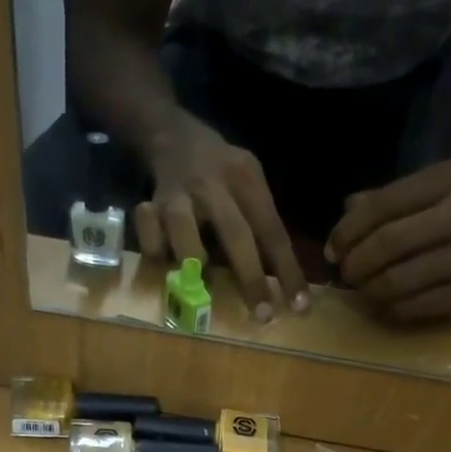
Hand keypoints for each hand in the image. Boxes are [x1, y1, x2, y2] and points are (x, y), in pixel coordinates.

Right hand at [136, 114, 309, 319]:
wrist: (170, 135)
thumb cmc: (219, 171)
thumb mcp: (248, 180)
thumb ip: (260, 221)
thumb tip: (281, 279)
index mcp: (245, 178)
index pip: (272, 230)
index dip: (287, 271)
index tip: (299, 306)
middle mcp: (212, 185)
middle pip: (236, 235)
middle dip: (252, 279)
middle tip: (263, 316)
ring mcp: (178, 196)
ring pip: (187, 239)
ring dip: (196, 266)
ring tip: (198, 288)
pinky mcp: (150, 208)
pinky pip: (152, 242)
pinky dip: (156, 254)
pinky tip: (162, 259)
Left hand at [326, 160, 450, 322]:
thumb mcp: (437, 185)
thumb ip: (390, 197)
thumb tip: (344, 215)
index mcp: (450, 181)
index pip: (382, 206)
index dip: (347, 231)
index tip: (333, 249)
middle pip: (386, 246)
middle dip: (354, 263)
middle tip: (346, 271)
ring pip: (395, 282)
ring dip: (366, 289)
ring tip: (363, 287)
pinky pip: (410, 308)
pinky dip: (386, 308)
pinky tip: (384, 301)